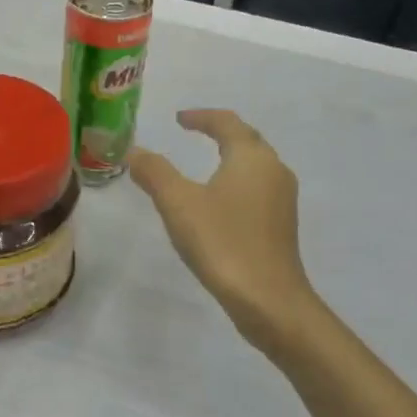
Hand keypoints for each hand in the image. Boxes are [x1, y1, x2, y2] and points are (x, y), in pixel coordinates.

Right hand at [130, 109, 317, 345]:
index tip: (178, 119)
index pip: (227, 123)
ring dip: (230, 157)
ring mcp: (282, 199)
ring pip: (254, 166)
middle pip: (247, 140)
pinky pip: (257, 189)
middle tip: (192, 133)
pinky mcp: (281, 225)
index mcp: (252, 157)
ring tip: (203, 164)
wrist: (269, 300)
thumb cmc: (223, 242)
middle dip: (219, 133)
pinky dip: (236, 182)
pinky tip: (219, 202)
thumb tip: (134, 151)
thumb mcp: (178, 204)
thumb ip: (155, 172)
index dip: (201, 117)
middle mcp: (274, 170)